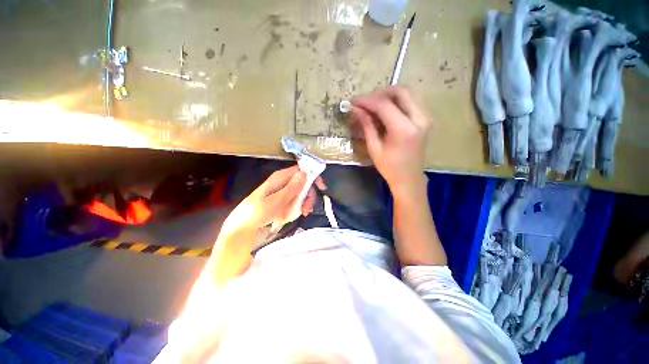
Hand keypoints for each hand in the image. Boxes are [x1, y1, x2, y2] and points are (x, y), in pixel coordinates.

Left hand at [223, 166, 325, 232]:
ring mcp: (282, 191)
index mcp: (281, 177)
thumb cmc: (258, 212)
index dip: (313, 176)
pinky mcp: (282, 199)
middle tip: (308, 208)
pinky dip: (299, 206)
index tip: (321, 188)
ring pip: (300, 192)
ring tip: (303, 213)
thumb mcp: (276, 201)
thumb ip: (291, 187)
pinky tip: (298, 214)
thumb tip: (304, 173)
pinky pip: (295, 199)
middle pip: (303, 182)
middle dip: (309, 194)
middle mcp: (283, 181)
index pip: (301, 170)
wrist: (244, 225)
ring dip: (305, 202)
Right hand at [352, 86, 429, 194]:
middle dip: (380, 93)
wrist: (409, 178)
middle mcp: (419, 118)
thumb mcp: (374, 148)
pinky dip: (397, 101)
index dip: (367, 101)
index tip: (354, 101)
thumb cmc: (389, 168)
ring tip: (374, 106)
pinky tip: (385, 111)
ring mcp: (425, 117)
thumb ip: (367, 125)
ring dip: (389, 95)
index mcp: (404, 129)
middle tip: (366, 103)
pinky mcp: (425, 119)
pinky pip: (411, 101)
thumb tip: (356, 109)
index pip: (384, 105)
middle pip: (401, 91)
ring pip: (408, 93)